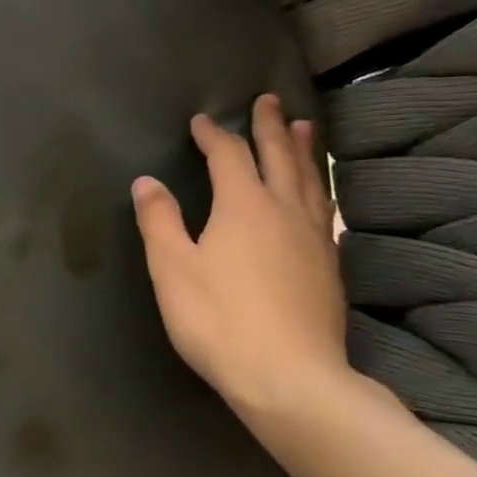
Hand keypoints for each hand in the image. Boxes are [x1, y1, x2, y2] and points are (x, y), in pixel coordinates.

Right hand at [131, 94, 347, 423]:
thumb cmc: (218, 318)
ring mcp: (314, 239)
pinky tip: (318, 196)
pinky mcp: (329, 267)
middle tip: (269, 100)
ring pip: (310, 181)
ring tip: (304, 128)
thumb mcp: (172, 268)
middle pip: (278, 158)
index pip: (228, 156)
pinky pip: (325, 210)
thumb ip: (159, 220)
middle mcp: (284, 211)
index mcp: (243, 206)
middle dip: (269, 127)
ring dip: (303, 151)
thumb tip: (147, 182)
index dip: (213, 135)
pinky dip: (318, 188)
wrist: (289, 377)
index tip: (200, 120)